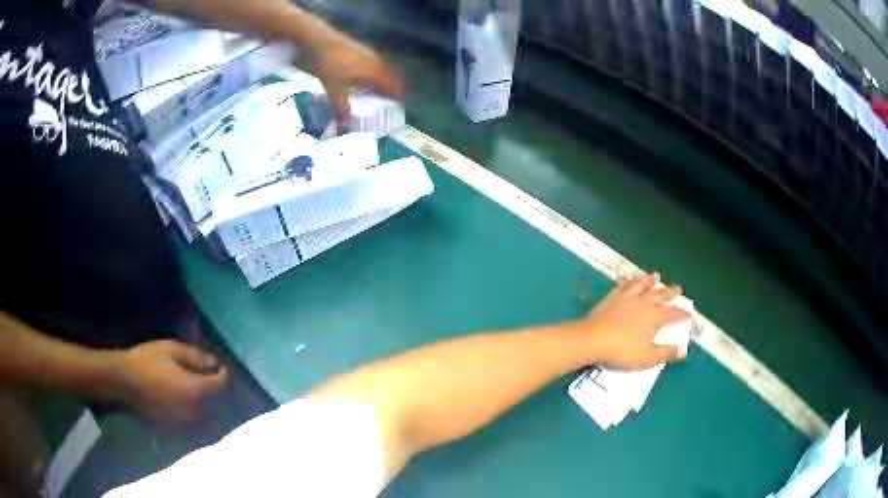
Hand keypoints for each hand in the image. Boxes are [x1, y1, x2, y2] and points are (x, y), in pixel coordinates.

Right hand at [114, 340, 228, 427]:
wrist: (123, 381)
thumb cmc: (146, 361)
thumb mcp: (171, 350)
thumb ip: (196, 357)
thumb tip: (214, 363)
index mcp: (196, 391)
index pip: (221, 386)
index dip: (224, 375)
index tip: (222, 367)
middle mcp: (196, 412)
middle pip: (219, 405)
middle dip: (221, 392)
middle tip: (217, 379)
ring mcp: (187, 424)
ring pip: (211, 418)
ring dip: (214, 406)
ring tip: (209, 392)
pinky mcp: (177, 429)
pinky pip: (198, 425)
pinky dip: (203, 416)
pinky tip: (196, 405)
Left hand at [311, 30, 403, 127]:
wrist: (321, 40)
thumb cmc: (330, 65)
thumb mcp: (334, 89)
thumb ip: (341, 107)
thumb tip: (343, 126)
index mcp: (376, 72)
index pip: (396, 86)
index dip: (400, 98)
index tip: (400, 108)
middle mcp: (378, 62)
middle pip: (392, 78)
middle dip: (393, 91)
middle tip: (389, 104)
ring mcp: (370, 54)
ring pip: (384, 70)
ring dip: (384, 81)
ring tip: (376, 94)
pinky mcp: (362, 49)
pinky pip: (375, 64)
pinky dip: (375, 74)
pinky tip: (363, 80)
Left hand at [579, 273, 690, 369]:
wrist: (592, 339)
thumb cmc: (622, 351)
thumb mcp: (647, 358)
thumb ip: (665, 353)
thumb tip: (682, 351)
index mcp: (654, 316)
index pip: (672, 313)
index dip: (682, 314)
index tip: (689, 313)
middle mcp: (643, 302)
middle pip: (660, 295)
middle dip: (670, 293)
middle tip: (678, 289)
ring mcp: (626, 297)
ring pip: (642, 285)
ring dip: (650, 280)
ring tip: (656, 276)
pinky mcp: (611, 297)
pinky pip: (623, 285)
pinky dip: (629, 281)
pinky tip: (628, 280)